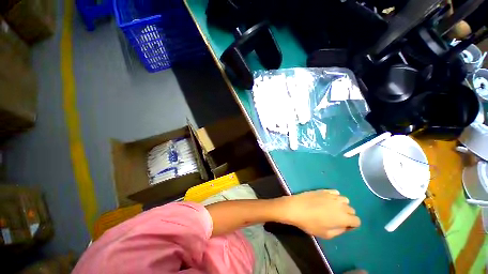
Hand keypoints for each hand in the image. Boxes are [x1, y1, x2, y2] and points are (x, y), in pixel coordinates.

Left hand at [278, 190, 359, 238]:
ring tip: (331, 209)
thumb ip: (340, 231)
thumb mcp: (326, 234)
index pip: (357, 221)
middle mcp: (341, 205)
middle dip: (347, 215)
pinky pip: (335, 192)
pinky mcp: (324, 190)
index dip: (351, 225)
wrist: (296, 208)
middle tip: (336, 218)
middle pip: (351, 210)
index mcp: (344, 217)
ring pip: (344, 200)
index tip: (343, 226)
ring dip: (341, 205)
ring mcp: (332, 195)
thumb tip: (345, 226)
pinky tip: (327, 200)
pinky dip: (334, 197)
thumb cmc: (310, 223)